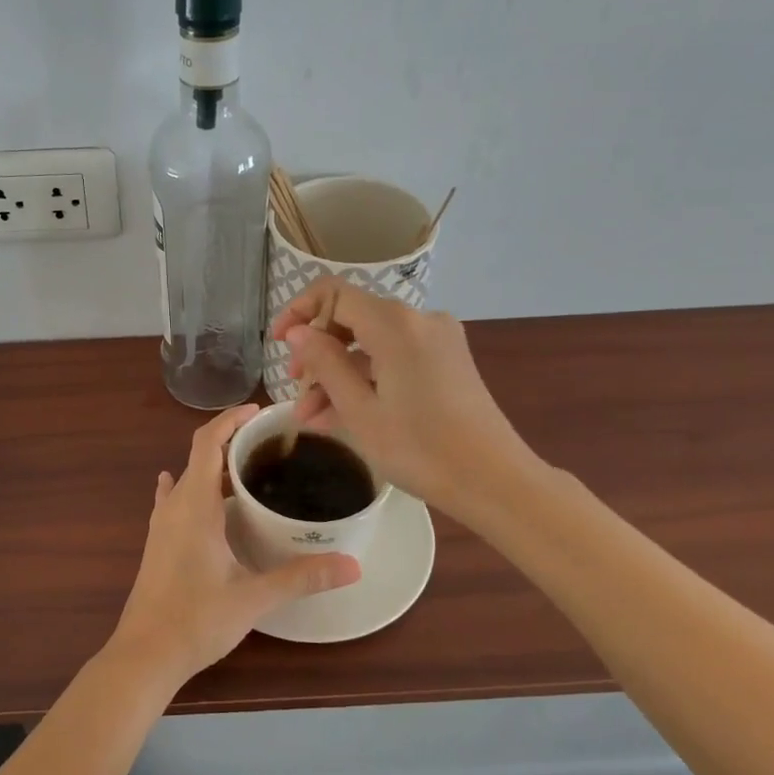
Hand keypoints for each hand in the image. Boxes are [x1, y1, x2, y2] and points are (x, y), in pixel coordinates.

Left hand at [110, 405, 359, 686]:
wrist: (144, 655)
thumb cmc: (196, 619)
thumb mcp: (253, 597)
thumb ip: (302, 577)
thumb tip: (353, 565)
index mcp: (194, 505)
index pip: (207, 442)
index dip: (230, 419)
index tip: (260, 412)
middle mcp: (174, 506)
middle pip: (199, 456)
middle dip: (231, 442)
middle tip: (272, 445)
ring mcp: (162, 524)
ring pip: (188, 478)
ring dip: (215, 467)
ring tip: (251, 469)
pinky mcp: (158, 543)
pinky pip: (176, 500)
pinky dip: (195, 489)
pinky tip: (202, 497)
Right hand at [270, 279, 536, 519]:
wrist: (495, 480)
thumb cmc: (420, 449)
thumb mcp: (360, 410)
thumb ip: (324, 363)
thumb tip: (297, 333)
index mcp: (394, 324)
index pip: (333, 294)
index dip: (299, 312)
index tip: (278, 344)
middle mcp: (418, 319)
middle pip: (352, 318)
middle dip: (318, 352)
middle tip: (295, 390)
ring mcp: (437, 339)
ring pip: (371, 344)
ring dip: (339, 374)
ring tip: (311, 417)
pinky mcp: (447, 361)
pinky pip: (394, 358)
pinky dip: (367, 379)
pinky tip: (342, 415)